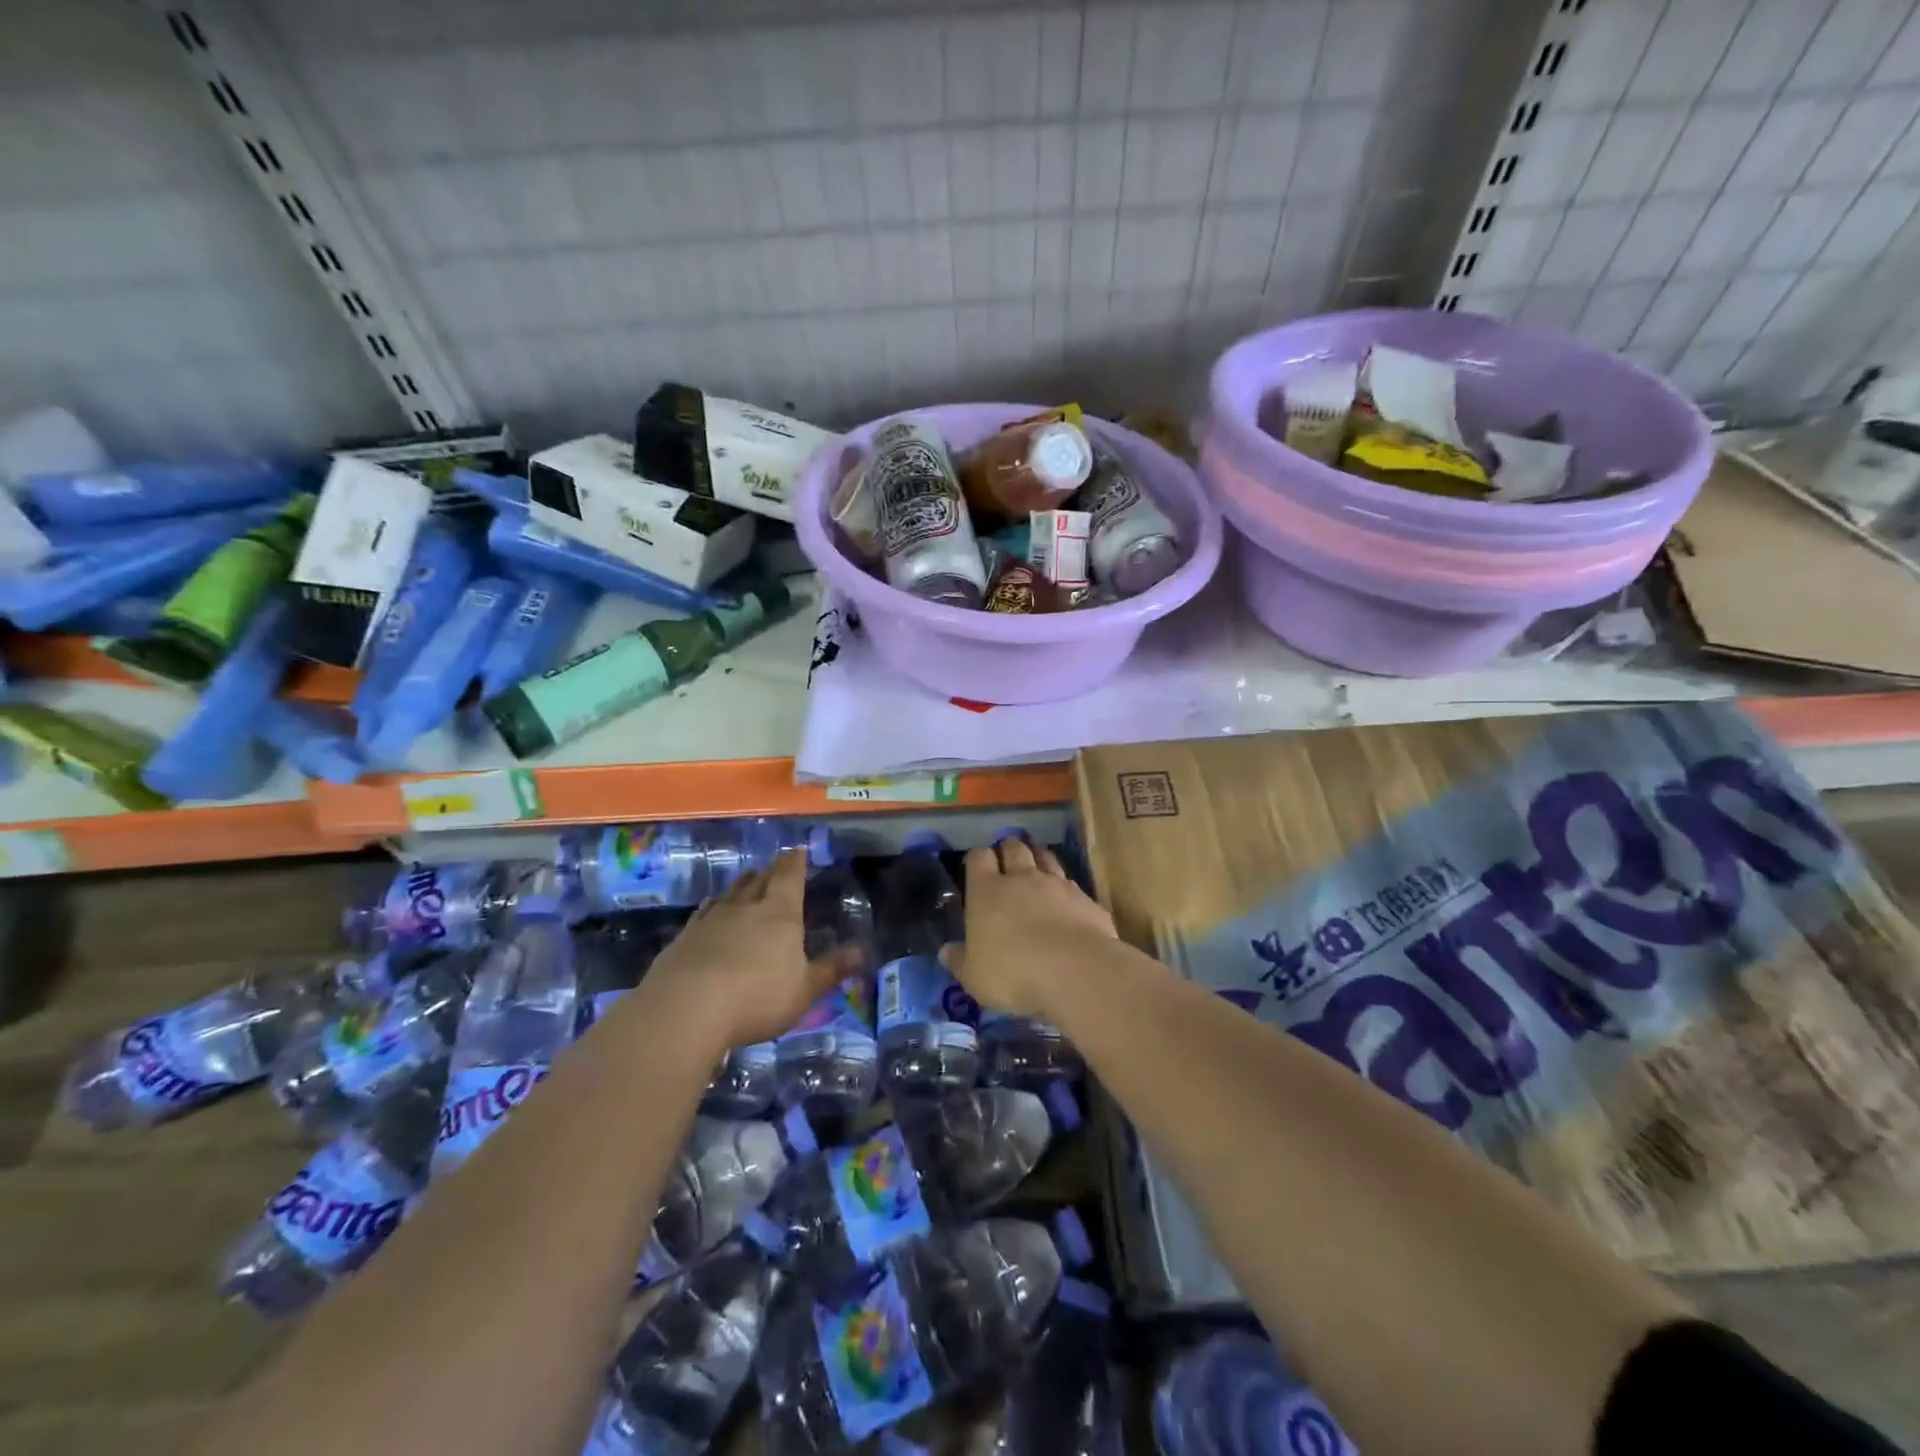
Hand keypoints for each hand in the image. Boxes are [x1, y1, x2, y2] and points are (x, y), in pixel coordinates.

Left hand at [641, 850, 857, 1050]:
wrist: (685, 1009)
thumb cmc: (757, 997)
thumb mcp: (804, 989)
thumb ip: (832, 968)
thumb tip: (864, 949)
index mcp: (780, 914)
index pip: (790, 878)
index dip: (796, 862)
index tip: (799, 850)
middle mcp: (746, 908)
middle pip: (760, 880)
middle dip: (771, 870)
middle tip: (776, 862)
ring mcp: (712, 920)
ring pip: (731, 893)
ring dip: (742, 883)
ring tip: (748, 877)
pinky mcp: (685, 937)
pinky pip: (704, 912)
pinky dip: (713, 905)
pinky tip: (711, 908)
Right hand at [942, 839, 1117, 1018]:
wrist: (1076, 971)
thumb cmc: (1013, 973)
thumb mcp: (975, 977)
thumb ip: (960, 961)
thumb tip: (946, 951)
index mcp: (987, 891)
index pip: (979, 857)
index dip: (977, 859)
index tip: (976, 869)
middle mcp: (1021, 878)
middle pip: (1014, 848)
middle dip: (1008, 850)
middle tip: (1007, 860)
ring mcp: (1057, 885)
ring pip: (1046, 857)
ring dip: (1039, 859)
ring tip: (1036, 867)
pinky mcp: (1085, 899)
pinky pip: (1071, 884)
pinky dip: (1065, 888)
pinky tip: (1066, 902)